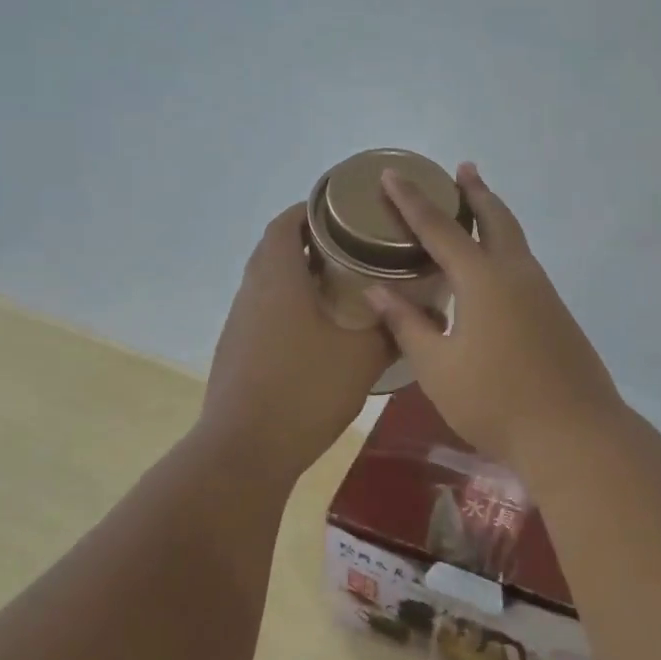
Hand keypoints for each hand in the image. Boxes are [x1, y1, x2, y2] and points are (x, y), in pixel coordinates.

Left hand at [197, 205, 392, 479]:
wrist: (246, 450)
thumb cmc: (305, 390)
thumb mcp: (362, 357)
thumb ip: (392, 329)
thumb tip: (424, 310)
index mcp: (279, 280)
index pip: (285, 224)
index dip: (309, 209)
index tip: (341, 209)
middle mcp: (252, 293)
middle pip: (275, 250)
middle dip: (309, 241)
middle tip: (351, 246)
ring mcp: (239, 324)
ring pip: (268, 283)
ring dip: (298, 275)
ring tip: (340, 285)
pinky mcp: (236, 352)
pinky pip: (263, 311)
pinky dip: (288, 305)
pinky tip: (317, 330)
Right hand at [367, 164, 623, 462]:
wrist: (573, 433)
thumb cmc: (494, 400)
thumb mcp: (437, 365)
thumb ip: (407, 323)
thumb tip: (377, 290)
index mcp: (482, 278)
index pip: (439, 228)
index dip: (412, 200)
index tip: (393, 173)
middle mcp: (516, 273)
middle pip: (495, 218)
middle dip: (475, 192)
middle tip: (462, 169)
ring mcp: (542, 292)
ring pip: (515, 240)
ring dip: (495, 217)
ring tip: (477, 207)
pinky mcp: (555, 313)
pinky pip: (524, 264)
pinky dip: (505, 248)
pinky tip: (494, 270)